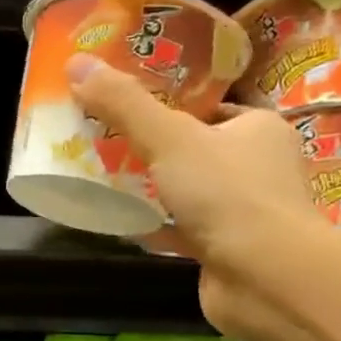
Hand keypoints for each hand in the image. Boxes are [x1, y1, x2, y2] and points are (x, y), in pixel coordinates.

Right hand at [70, 60, 321, 331]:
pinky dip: (158, 228)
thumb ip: (124, 104)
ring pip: (191, 192)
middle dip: (155, 150)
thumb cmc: (226, 194)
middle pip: (197, 150)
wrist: (263, 277)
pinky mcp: (228, 250)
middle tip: (107, 144)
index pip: (210, 108)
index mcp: (258, 128)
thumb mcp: (169, 138)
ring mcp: (245, 212)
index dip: (169, 106)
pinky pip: (186, 230)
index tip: (126, 108)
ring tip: (107, 181)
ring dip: (156, 190)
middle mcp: (259, 166)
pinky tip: (125, 226)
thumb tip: (77, 63)